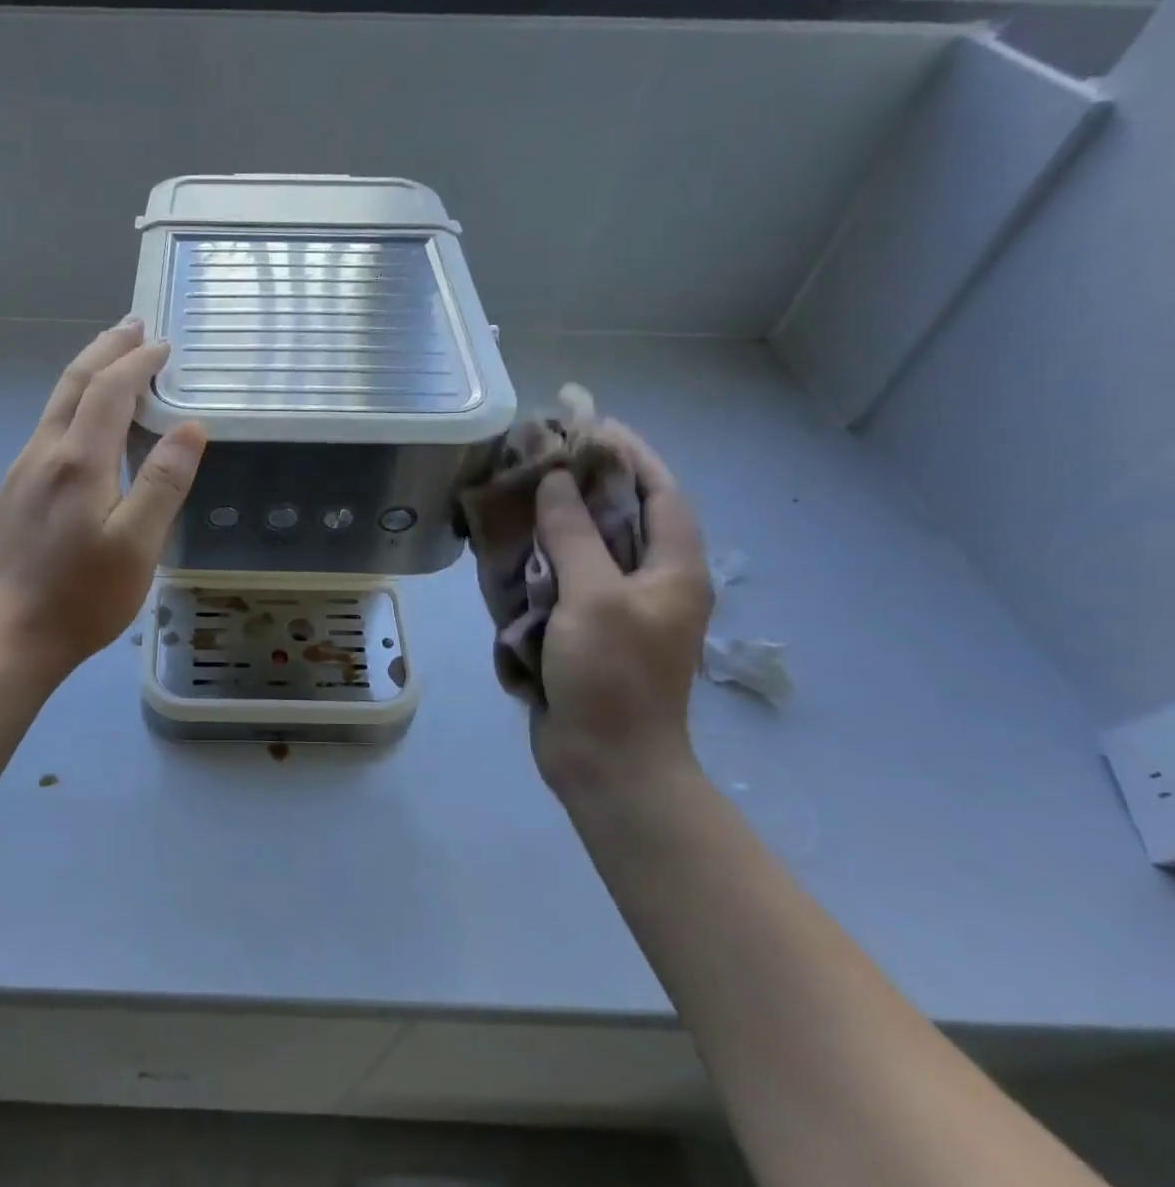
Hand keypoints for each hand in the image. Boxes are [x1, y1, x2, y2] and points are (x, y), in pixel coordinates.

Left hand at [0, 319, 206, 683]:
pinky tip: (86, 420)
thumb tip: (191, 427)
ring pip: (56, 404)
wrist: (14, 637)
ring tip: (113, 358)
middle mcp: (43, 453)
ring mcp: (22, 471)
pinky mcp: (15, 492)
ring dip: (88, 373)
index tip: (165, 346)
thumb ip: (164, 482)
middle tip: (133, 324)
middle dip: (106, 349)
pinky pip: (48, 429)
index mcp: (77, 461)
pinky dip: (74, 405)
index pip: (110, 390)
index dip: (138, 362)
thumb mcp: (139, 546)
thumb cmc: (85, 597)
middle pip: (74, 383)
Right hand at [532, 421, 711, 796]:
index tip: (592, 424)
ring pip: (590, 549)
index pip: (660, 494)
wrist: (607, 762)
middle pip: (624, 518)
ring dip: (559, 522)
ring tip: (519, 493)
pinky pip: (566, 582)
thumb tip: (557, 481)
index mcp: (673, 570)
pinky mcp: (588, 633)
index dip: (631, 455)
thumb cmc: (612, 676)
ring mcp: (619, 610)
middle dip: (588, 483)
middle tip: (542, 455)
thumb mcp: (593, 597)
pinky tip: (511, 549)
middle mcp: (652, 583)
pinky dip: (542, 562)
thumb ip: (574, 535)